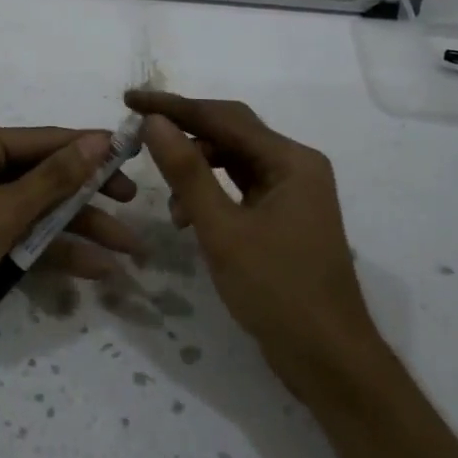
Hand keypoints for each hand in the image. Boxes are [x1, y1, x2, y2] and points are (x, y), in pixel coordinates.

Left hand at [0, 126, 141, 358]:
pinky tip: (94, 270)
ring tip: (127, 251)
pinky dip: (54, 254)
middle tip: (133, 205)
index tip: (131, 157)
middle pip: (45, 178)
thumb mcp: (1, 211)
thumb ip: (53, 179)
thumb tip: (99, 141)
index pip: (43, 141)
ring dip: (79, 232)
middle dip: (89, 197)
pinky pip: (24, 242)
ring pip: (39, 214)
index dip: (88, 149)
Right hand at [126, 90, 383, 394]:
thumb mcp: (223, 231)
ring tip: (164, 194)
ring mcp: (292, 192)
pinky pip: (241, 188)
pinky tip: (187, 217)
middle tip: (138, 131)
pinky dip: (211, 193)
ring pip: (234, 161)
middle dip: (184, 130)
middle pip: (231, 133)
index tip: (130, 98)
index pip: (224, 118)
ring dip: (196, 168)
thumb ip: (187, 173)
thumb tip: (154, 122)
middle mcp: (296, 166)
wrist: (328, 358)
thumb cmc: (277, 291)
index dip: (174, 107)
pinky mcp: (284, 216)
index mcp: (291, 160)